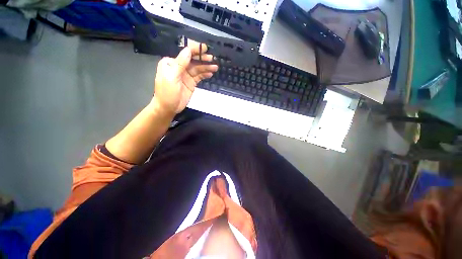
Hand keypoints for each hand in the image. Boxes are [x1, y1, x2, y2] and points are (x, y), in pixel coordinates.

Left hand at [152, 41, 217, 114]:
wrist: (169, 107)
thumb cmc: (167, 92)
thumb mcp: (172, 77)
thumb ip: (180, 64)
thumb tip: (188, 50)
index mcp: (171, 63)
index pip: (184, 53)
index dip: (194, 50)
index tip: (204, 48)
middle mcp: (179, 67)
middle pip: (192, 60)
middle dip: (202, 59)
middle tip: (212, 58)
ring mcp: (186, 75)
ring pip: (197, 69)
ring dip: (206, 67)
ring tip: (215, 67)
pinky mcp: (191, 82)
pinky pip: (199, 76)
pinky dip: (205, 75)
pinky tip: (211, 73)